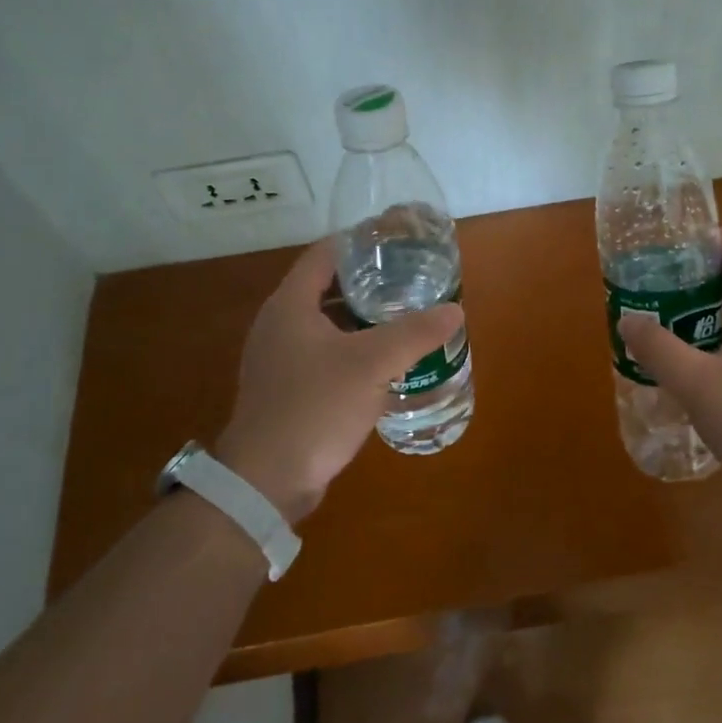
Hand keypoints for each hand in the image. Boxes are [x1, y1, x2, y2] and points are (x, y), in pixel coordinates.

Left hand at [214, 238, 462, 523]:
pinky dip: (354, 346)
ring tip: (405, 313)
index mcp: (290, 305)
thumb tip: (455, 311)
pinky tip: (386, 359)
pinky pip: (326, 352)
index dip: (360, 242)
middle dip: (369, 280)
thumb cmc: (314, 407)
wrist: (266, 482)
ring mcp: (281, 358)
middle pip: (327, 286)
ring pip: (328, 322)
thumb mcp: (371, 364)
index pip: (325, 254)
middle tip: (410, 277)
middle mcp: (280, 324)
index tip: (397, 240)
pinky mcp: (289, 387)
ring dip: (363, 316)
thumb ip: (414, 333)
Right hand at [616, 228, 721, 499]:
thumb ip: (659, 349)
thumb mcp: (698, 384)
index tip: (678, 243)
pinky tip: (693, 363)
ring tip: (670, 316)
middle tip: (664, 280)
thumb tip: (628, 320)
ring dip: (710, 309)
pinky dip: (719, 339)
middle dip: (705, 274)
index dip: (717, 239)